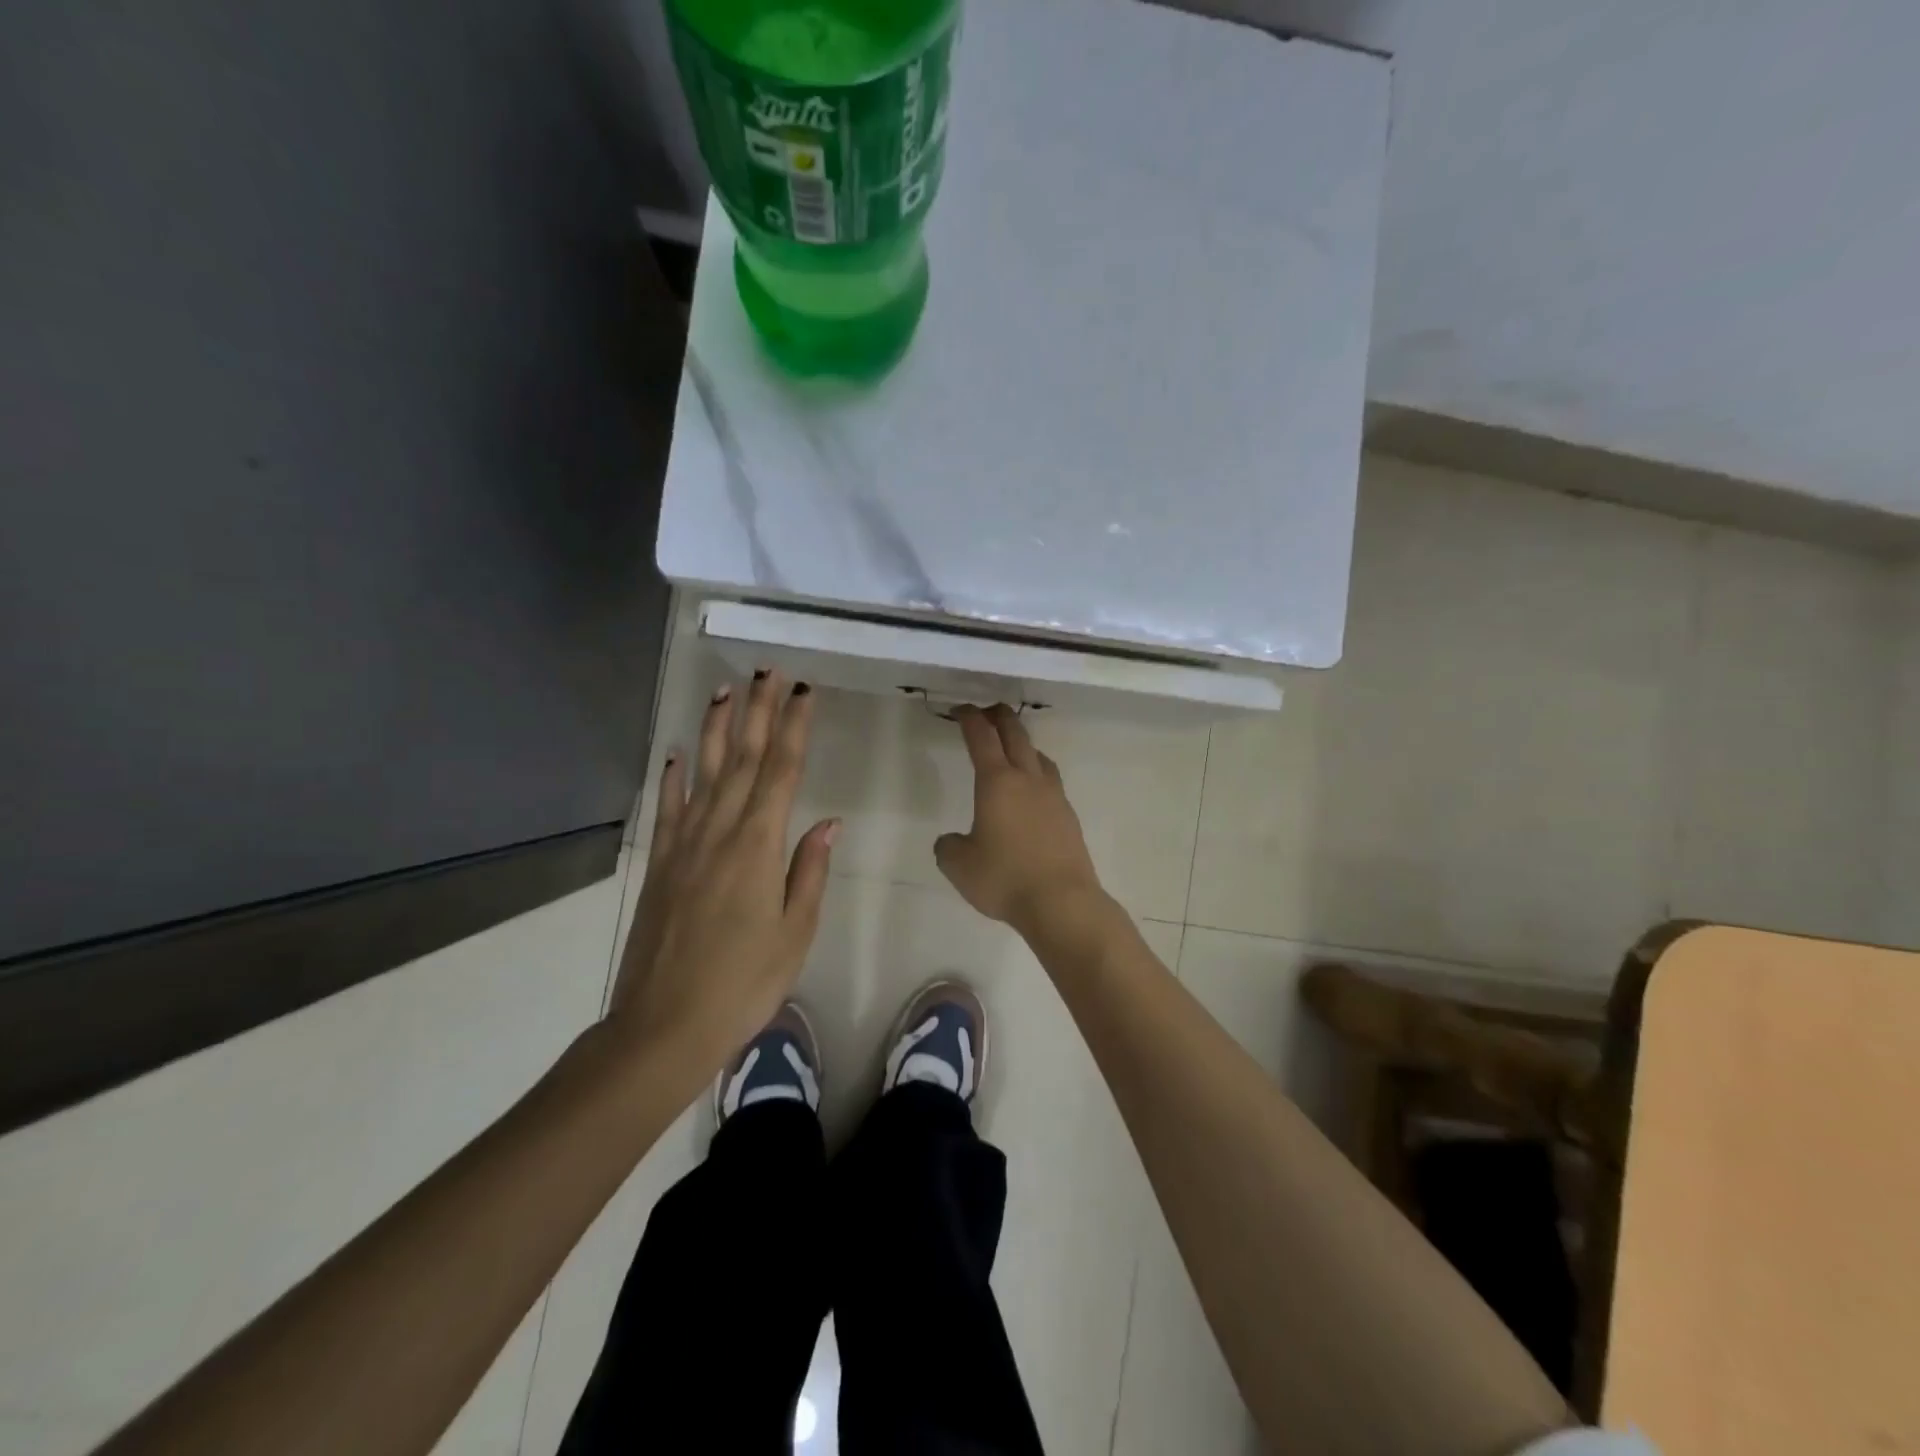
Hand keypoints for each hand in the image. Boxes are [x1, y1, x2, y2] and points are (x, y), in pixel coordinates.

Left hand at [609, 671, 838, 1068]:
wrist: (664, 1025)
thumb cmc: (744, 983)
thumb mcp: (794, 932)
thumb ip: (809, 871)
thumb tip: (827, 822)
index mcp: (759, 846)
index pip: (782, 772)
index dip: (794, 727)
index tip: (803, 691)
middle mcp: (719, 832)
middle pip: (743, 759)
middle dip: (758, 711)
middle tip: (767, 671)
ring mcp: (684, 845)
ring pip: (703, 772)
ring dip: (716, 728)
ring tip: (724, 689)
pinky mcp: (660, 864)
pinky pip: (668, 808)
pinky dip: (672, 776)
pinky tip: (676, 752)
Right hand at [935, 704, 1106, 936]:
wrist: (1061, 902)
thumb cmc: (1004, 878)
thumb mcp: (958, 865)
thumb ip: (949, 846)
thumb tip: (952, 840)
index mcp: (997, 782)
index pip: (981, 737)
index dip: (969, 718)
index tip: (961, 709)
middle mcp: (1028, 780)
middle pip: (1016, 734)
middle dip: (1000, 717)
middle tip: (988, 711)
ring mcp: (1053, 796)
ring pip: (1039, 756)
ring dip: (1023, 743)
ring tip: (1014, 748)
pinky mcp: (1069, 816)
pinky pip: (1051, 781)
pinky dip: (1037, 773)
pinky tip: (1033, 791)